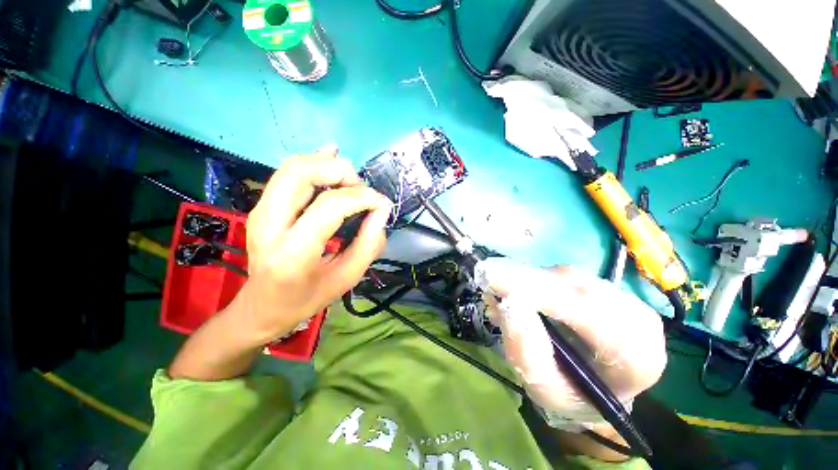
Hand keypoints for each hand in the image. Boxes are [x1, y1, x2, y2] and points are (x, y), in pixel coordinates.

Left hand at [234, 146, 392, 343]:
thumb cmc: (307, 298)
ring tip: (350, 182)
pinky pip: (286, 173)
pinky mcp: (261, 206)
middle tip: (361, 189)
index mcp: (293, 252)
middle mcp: (269, 224)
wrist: (262, 307)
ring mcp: (260, 212)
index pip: (330, 206)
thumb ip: (369, 244)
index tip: (381, 204)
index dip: (362, 197)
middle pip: (301, 173)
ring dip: (327, 165)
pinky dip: (312, 161)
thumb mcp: (347, 278)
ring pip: (292, 166)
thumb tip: (381, 211)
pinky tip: (330, 155)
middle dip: (340, 172)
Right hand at [478, 258, 666, 430]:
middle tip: (488, 278)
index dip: (539, 293)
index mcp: (635, 356)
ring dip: (527, 279)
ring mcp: (624, 297)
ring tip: (500, 290)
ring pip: (566, 276)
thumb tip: (508, 305)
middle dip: (526, 280)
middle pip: (575, 287)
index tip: (495, 279)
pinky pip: (563, 274)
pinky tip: (519, 291)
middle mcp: (636, 318)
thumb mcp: (545, 389)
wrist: (599, 386)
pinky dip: (534, 279)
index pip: (589, 315)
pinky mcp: (606, 286)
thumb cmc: (573, 396)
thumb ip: (527, 352)